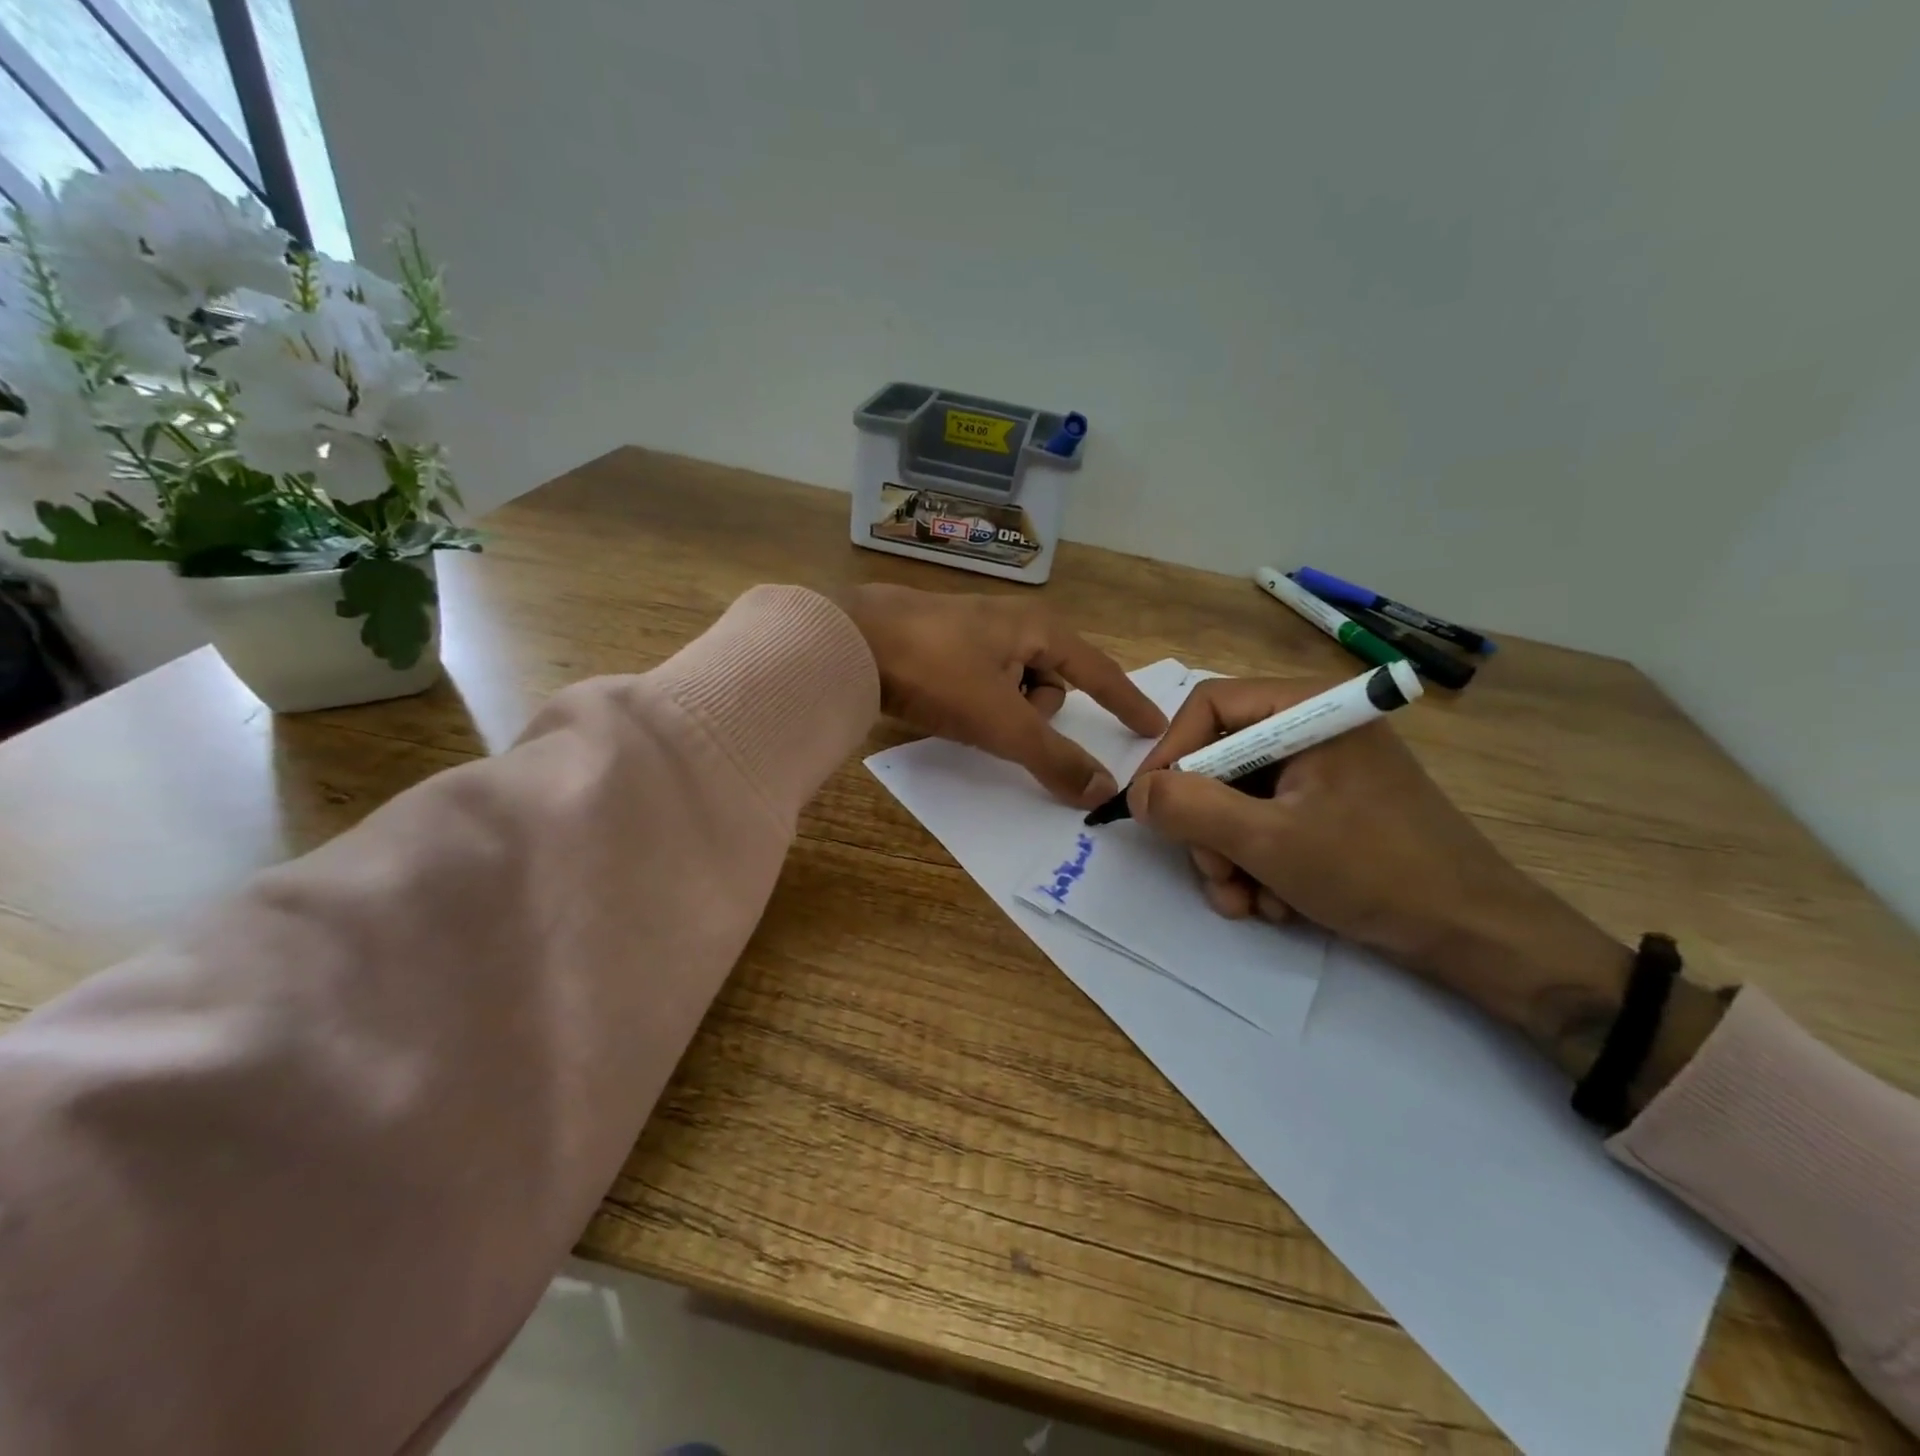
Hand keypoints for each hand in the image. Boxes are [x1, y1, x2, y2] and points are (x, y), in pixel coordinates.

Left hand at [839, 584, 1166, 807]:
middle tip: (1000, 722)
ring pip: (1014, 688)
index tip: (1153, 726)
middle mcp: (1014, 623)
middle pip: (1052, 685)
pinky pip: (982, 684)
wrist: (849, 641)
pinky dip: (976, 703)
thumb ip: (1053, 757)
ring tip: (963, 712)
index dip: (1126, 701)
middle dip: (1034, 713)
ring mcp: (975, 631)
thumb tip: (1101, 791)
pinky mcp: (943, 645)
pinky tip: (944, 705)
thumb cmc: (938, 671)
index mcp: (1040, 629)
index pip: (1100, 671)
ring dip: (1001, 712)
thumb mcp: (1002, 720)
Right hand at [1127, 677, 1669, 1083]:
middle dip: (1208, 827)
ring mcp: (1324, 771)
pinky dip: (1259, 864)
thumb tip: (1137, 792)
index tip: (1148, 807)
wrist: (1476, 935)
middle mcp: (1313, 730)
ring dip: (1230, 856)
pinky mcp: (1331, 808)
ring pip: (1238, 800)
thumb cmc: (1375, 871)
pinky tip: (1276, 903)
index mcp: (1308, 709)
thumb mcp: (1268, 840)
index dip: (1169, 753)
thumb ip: (1191, 808)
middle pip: (1221, 760)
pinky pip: (1268, 823)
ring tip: (1248, 904)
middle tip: (1216, 876)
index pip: (1210, 706)